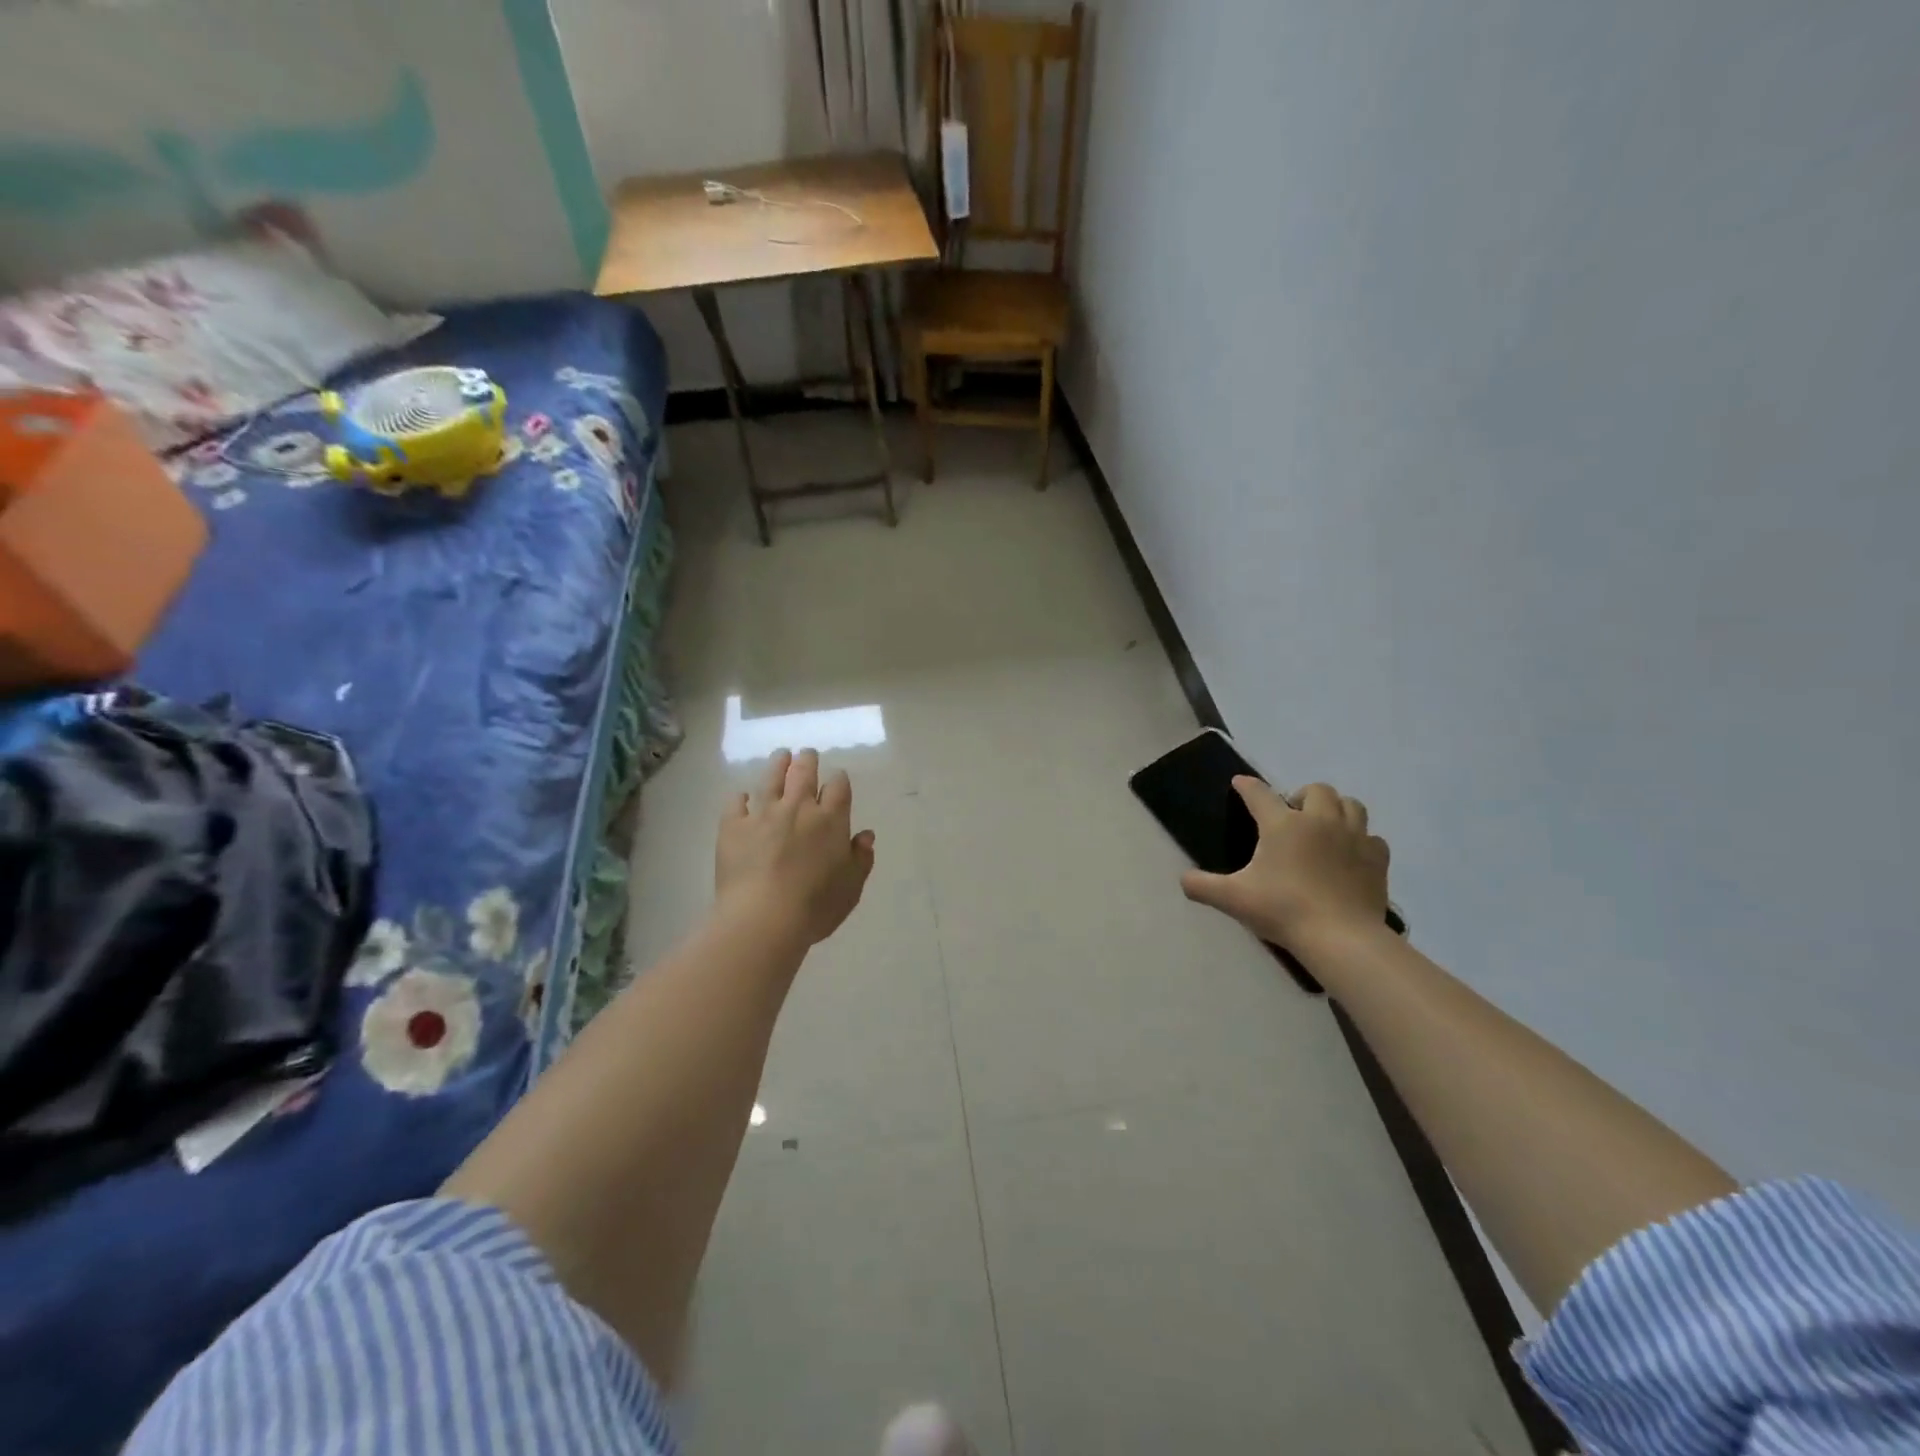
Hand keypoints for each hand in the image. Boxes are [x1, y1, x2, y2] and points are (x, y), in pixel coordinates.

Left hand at [715, 749, 876, 945]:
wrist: (764, 918)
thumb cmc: (816, 906)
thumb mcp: (851, 887)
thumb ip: (861, 858)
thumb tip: (865, 835)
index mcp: (830, 820)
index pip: (838, 786)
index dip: (838, 780)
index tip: (837, 780)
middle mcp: (798, 808)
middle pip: (804, 773)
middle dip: (808, 760)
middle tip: (807, 755)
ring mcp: (763, 814)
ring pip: (771, 779)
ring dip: (778, 764)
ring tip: (781, 755)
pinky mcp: (733, 827)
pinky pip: (736, 803)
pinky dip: (741, 798)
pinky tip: (742, 798)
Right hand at [1180, 779, 1389, 949]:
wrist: (1341, 938)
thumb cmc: (1283, 910)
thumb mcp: (1233, 899)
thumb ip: (1202, 886)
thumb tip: (1183, 879)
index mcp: (1283, 825)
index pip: (1260, 794)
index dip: (1247, 786)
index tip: (1240, 783)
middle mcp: (1320, 821)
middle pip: (1317, 790)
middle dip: (1303, 795)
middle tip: (1292, 815)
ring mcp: (1354, 838)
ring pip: (1351, 805)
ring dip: (1336, 809)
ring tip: (1324, 826)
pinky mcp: (1376, 860)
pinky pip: (1372, 838)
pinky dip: (1361, 840)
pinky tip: (1350, 854)